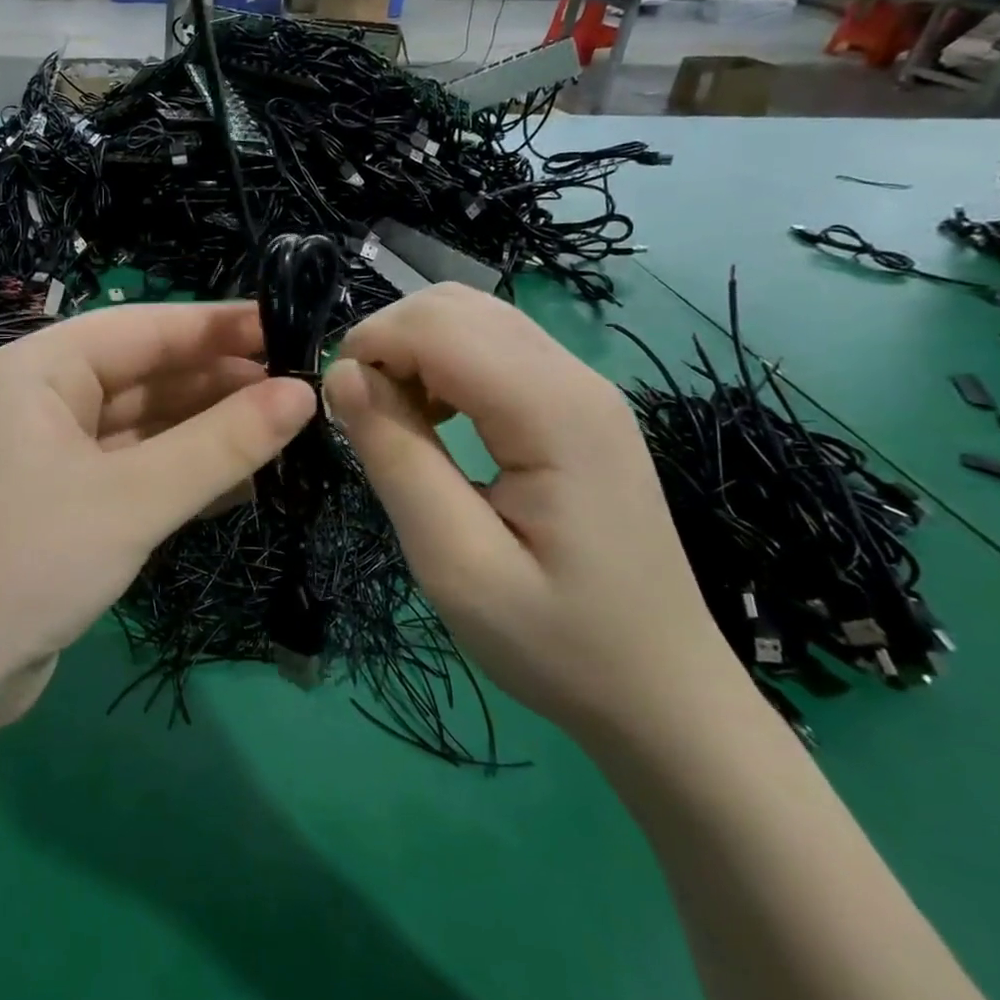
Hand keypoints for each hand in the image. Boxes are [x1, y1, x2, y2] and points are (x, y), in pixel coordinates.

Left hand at [0, 302, 316, 726]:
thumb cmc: (26, 563)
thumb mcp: (132, 499)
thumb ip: (221, 444)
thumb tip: (303, 393)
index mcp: (42, 370)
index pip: (146, 327)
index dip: (221, 326)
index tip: (293, 327)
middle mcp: (44, 401)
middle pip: (147, 374)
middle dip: (220, 383)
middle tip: (301, 390)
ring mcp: (53, 455)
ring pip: (146, 426)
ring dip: (208, 431)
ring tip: (286, 431)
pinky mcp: (65, 503)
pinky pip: (136, 470)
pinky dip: (184, 473)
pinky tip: (243, 481)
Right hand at [321, 284, 751, 747]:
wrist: (661, 693)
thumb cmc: (555, 641)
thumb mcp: (454, 562)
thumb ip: (396, 457)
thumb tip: (342, 375)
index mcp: (552, 411)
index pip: (438, 325)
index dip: (371, 346)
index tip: (338, 410)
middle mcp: (575, 377)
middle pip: (455, 306)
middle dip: (388, 341)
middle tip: (361, 416)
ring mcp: (584, 389)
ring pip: (474, 318)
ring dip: (414, 350)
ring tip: (393, 419)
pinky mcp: (579, 408)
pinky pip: (496, 350)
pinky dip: (444, 364)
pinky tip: (436, 420)